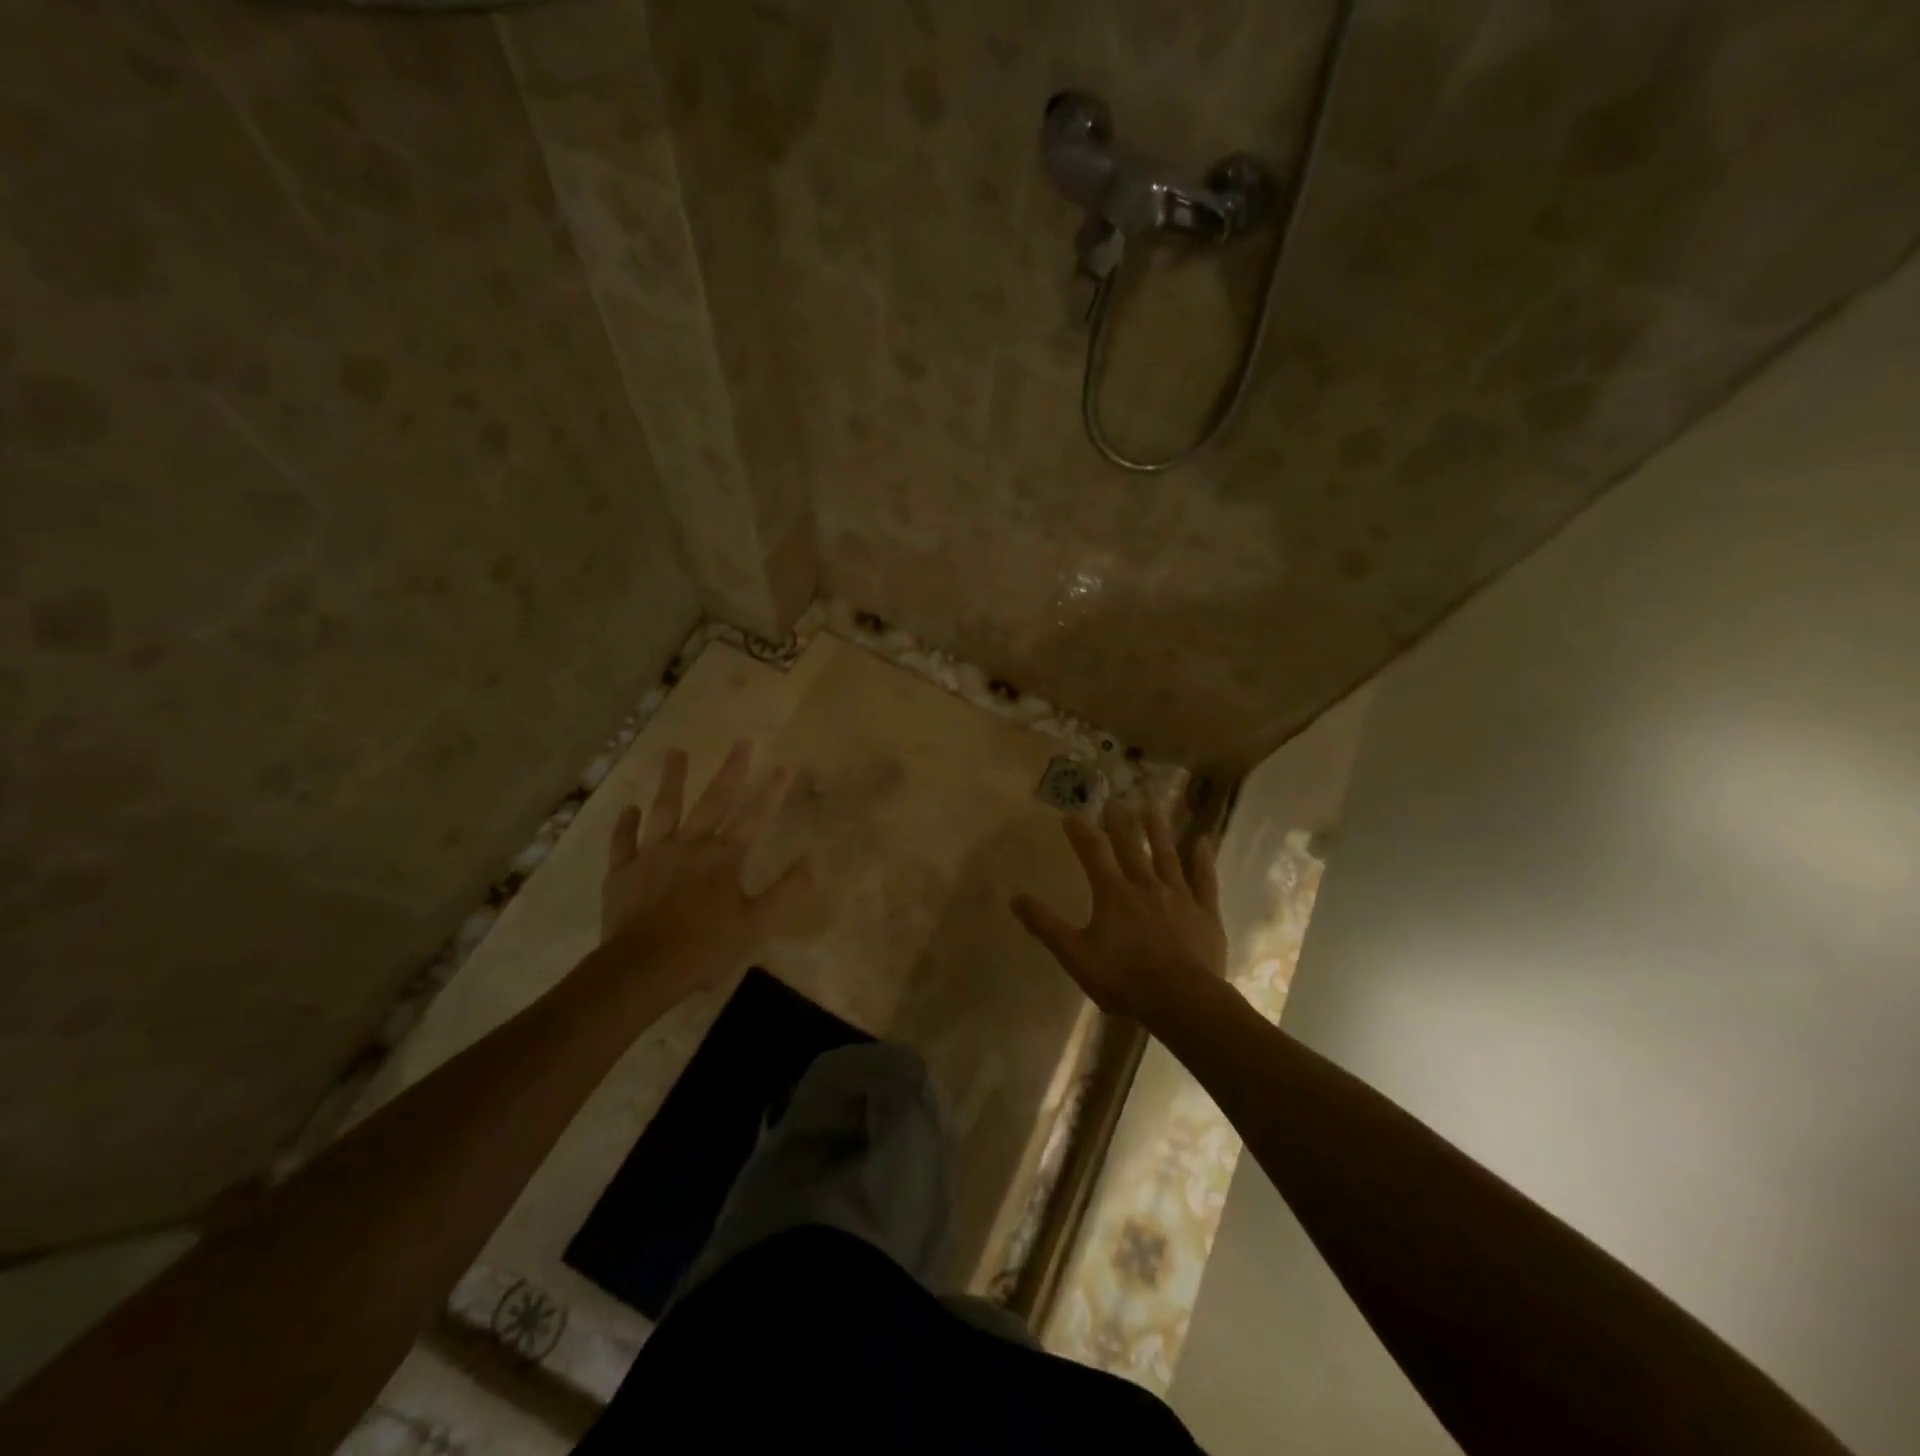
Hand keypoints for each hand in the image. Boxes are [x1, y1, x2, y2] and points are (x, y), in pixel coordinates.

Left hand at [600, 739, 812, 996]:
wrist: (643, 968)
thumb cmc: (705, 947)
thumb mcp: (757, 925)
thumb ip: (786, 892)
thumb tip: (811, 862)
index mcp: (724, 857)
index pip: (755, 817)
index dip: (773, 791)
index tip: (786, 765)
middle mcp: (690, 845)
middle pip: (713, 801)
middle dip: (731, 770)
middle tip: (742, 741)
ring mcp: (652, 855)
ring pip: (664, 809)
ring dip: (672, 780)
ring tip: (676, 752)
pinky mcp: (622, 872)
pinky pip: (624, 842)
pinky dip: (627, 824)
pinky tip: (629, 809)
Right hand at [1012, 801, 1226, 1025]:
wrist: (1182, 1000)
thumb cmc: (1124, 979)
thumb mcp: (1075, 955)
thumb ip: (1046, 925)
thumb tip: (1016, 897)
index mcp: (1113, 893)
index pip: (1093, 853)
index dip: (1081, 833)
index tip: (1071, 816)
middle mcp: (1145, 885)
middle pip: (1131, 846)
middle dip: (1121, 823)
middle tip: (1115, 802)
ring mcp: (1178, 896)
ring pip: (1167, 855)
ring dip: (1159, 831)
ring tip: (1153, 808)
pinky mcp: (1204, 912)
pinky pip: (1204, 880)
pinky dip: (1203, 860)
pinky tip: (1203, 842)